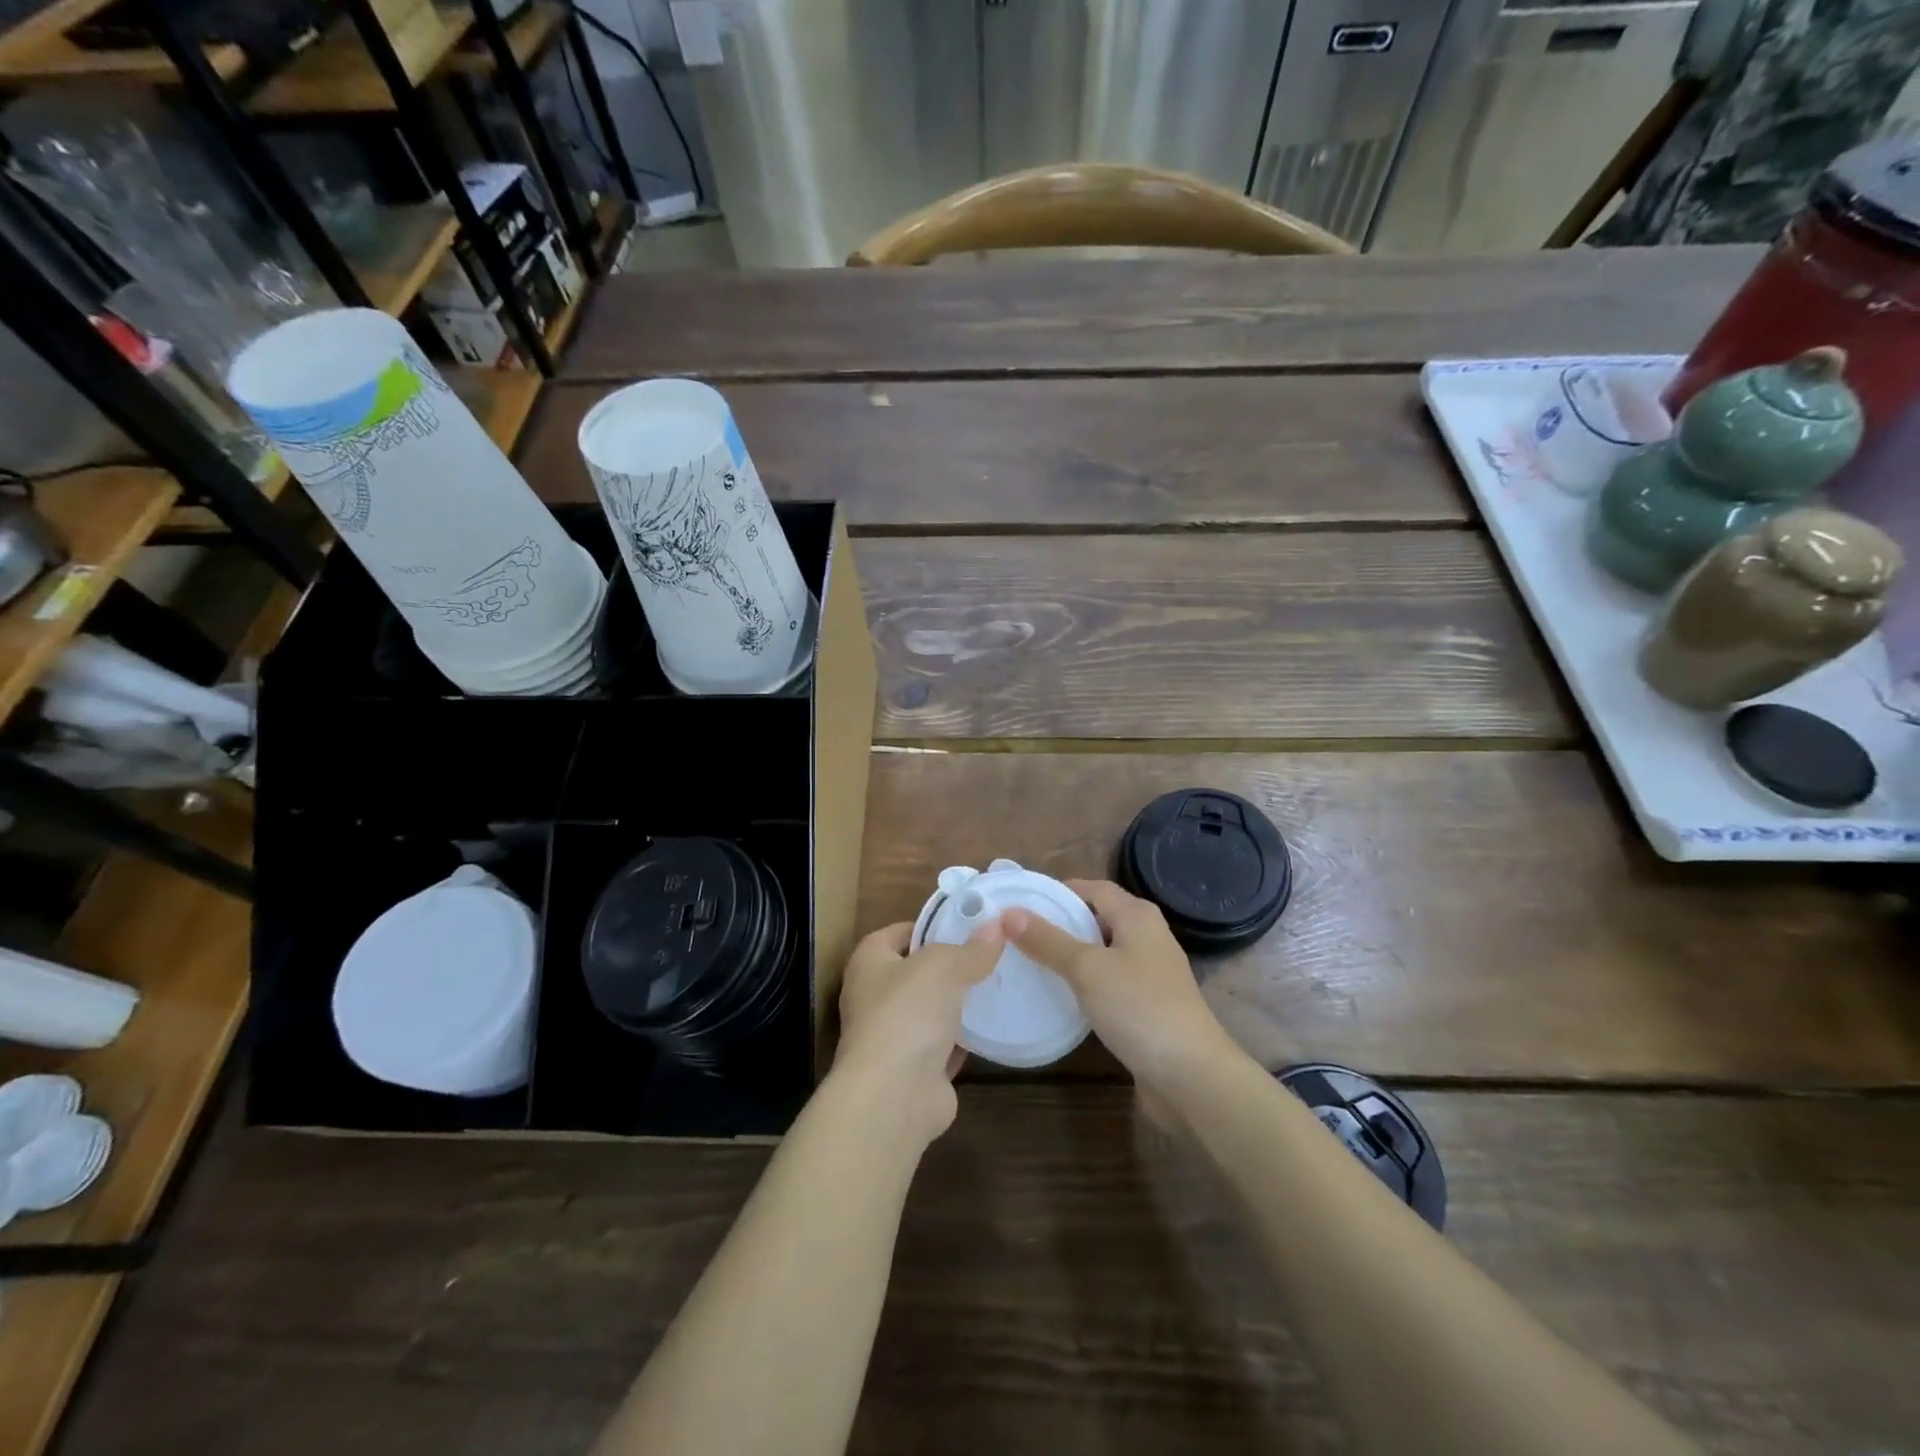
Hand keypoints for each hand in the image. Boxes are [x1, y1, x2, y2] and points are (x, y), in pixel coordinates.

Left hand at [831, 920, 1002, 1144]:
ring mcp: (892, 1037)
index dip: (926, 926)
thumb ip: (971, 949)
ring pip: (929, 1011)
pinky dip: (962, 1040)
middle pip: (914, 973)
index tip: (962, 924)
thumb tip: (996, 926)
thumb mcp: (944, 967)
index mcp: (869, 963)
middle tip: (986, 954)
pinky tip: (991, 1027)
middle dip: (947, 966)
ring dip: (955, 1004)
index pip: (895, 933)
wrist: (894, 1096)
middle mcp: (874, 998)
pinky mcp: (914, 1071)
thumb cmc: (907, 1013)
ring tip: (994, 986)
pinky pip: (942, 1046)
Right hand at [1004, 879, 1235, 1086]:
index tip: (1019, 903)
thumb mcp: (1087, 969)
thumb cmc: (1140, 1008)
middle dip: (1059, 923)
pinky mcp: (1147, 1005)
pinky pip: (1108, 981)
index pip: (1091, 888)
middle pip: (1097, 917)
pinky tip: (1059, 995)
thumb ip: (1048, 940)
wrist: (1192, 1076)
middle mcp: (1147, 936)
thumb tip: (1009, 913)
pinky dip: (1084, 982)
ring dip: (1070, 954)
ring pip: (1101, 952)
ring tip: (1028, 961)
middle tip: (1016, 933)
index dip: (1057, 892)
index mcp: (1137, 915)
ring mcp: (1149, 972)